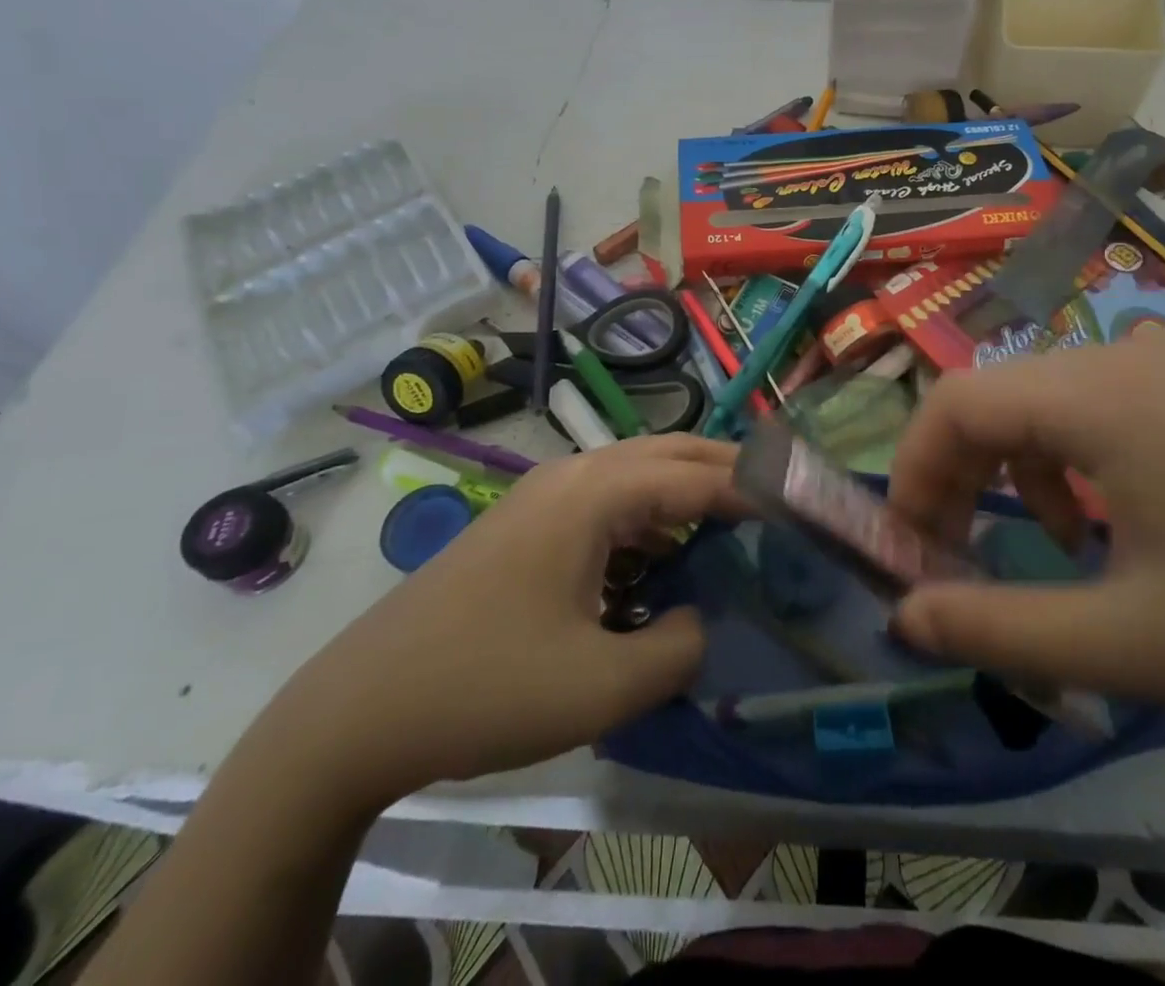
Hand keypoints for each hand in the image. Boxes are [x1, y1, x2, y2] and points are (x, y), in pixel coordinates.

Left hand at [259, 434, 739, 809]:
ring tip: (733, 529)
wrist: (359, 710)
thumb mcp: (603, 684)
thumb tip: (700, 618)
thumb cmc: (487, 687)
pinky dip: (649, 519)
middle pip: (671, 453)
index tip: (806, 507)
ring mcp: (545, 495)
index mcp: (595, 492)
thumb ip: (680, 647)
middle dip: (729, 471)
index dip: (757, 490)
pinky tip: (660, 562)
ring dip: (687, 493)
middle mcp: (574, 474)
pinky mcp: (527, 522)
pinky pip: (607, 502)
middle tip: (781, 502)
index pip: (699, 475)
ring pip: (638, 474)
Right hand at [887, 330, 1164, 735]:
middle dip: (956, 474)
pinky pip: (1096, 402)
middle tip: (952, 553)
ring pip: (1042, 398)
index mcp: (1102, 395)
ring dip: (1012, 466)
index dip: (912, 469)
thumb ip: (995, 627)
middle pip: (996, 396)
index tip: (909, 544)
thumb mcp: (1126, 643)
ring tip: (1043, 544)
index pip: (957, 402)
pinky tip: (1102, 516)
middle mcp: (1126, 356)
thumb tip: (902, 616)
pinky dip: (1067, 455)